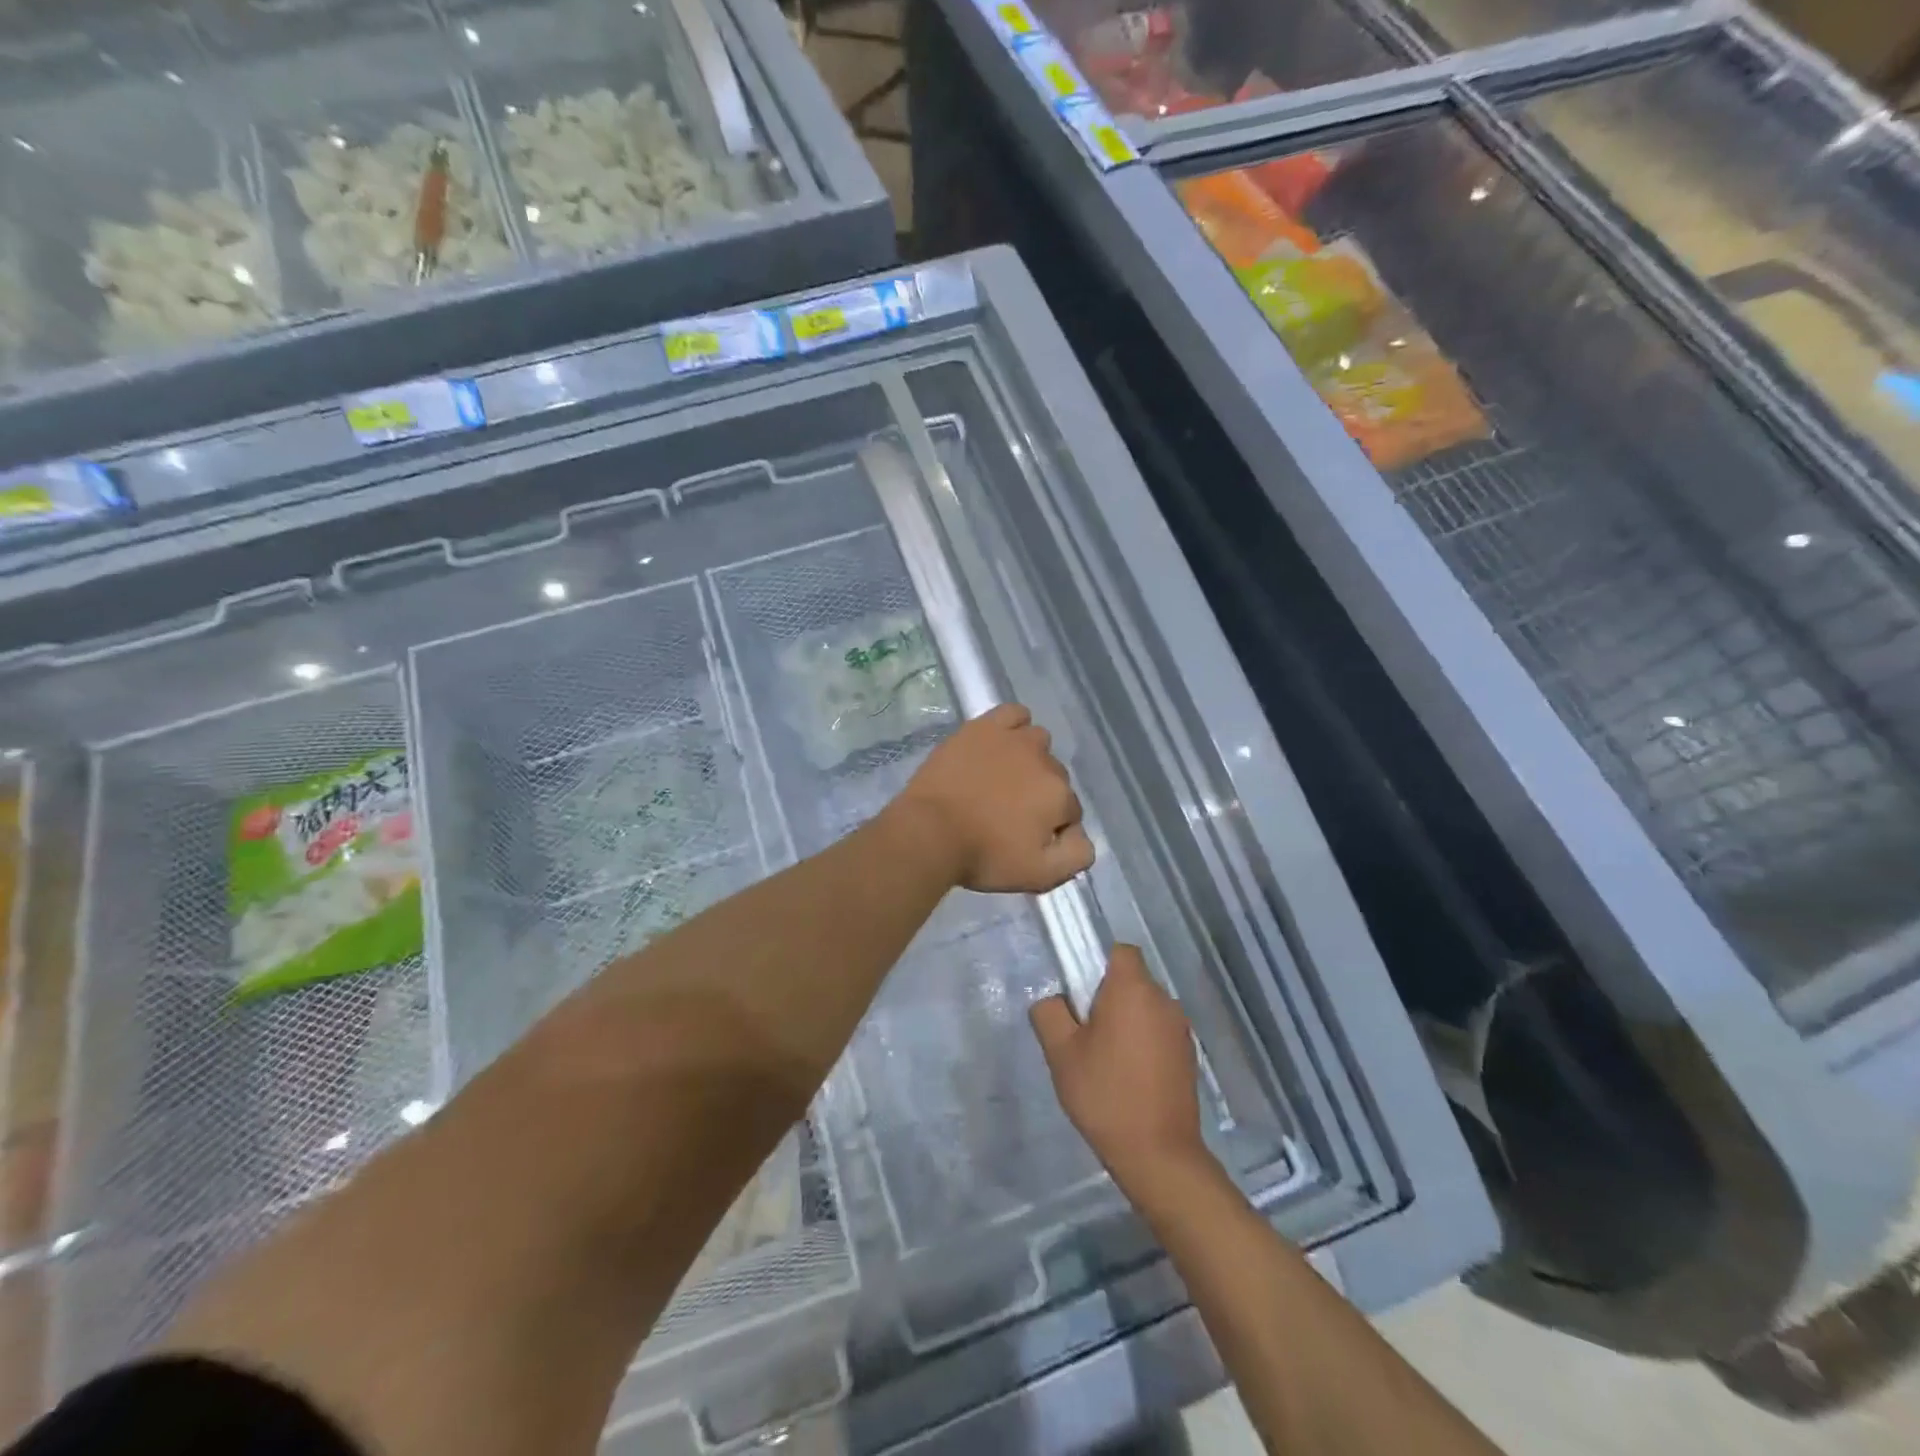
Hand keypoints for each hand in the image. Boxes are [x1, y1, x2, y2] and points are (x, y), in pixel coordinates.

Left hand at [888, 703, 1093, 893]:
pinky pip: (1014, 714)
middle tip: (1008, 813)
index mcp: (1060, 796)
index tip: (1026, 838)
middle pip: (1054, 777)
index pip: (1070, 811)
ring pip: (1038, 742)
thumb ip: (1077, 855)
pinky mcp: (984, 727)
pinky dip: (1014, 726)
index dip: (1051, 827)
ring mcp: (1014, 739)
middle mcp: (1045, 762)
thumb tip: (1082, 834)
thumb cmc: (983, 857)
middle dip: (1039, 794)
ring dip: (1030, 759)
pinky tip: (1001, 742)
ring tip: (1002, 779)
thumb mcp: (1040, 875)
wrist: (929, 832)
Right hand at [1031, 945, 1208, 1190]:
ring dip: (1127, 1020)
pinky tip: (1128, 1076)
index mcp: (1133, 989)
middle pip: (1132, 979)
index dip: (1098, 964)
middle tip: (1085, 1032)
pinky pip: (1159, 1031)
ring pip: (1145, 1007)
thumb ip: (1049, 1013)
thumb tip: (1054, 1000)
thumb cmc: (1105, 1094)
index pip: (1120, 951)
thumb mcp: (1061, 1053)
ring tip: (1105, 1059)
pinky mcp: (1188, 1055)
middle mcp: (1163, 1000)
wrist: (1158, 1154)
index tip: (1081, 995)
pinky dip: (1143, 1042)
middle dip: (1109, 996)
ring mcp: (1180, 1029)